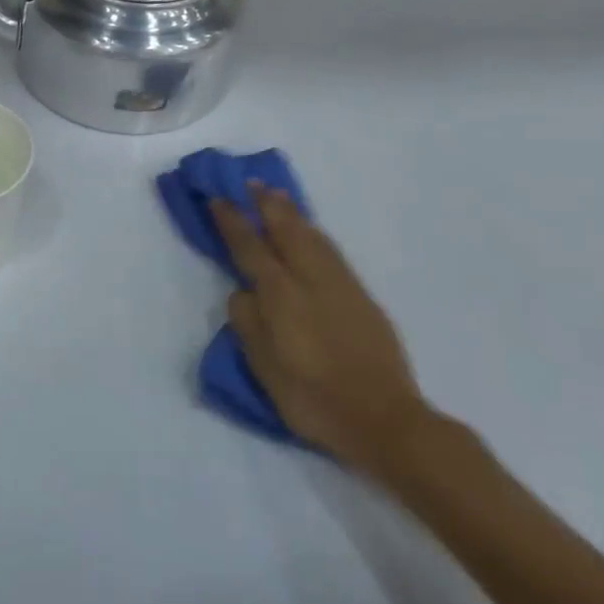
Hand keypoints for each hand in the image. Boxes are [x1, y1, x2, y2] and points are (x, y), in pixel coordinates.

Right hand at [210, 188, 432, 476]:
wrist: (386, 421)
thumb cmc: (313, 398)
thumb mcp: (264, 367)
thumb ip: (247, 322)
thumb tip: (243, 292)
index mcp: (281, 295)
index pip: (250, 247)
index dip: (232, 222)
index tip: (218, 199)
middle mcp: (311, 280)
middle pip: (286, 231)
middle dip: (266, 205)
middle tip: (251, 183)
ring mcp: (341, 286)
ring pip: (313, 237)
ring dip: (292, 213)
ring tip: (279, 197)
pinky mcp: (362, 297)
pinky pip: (332, 251)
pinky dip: (315, 233)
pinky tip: (311, 233)